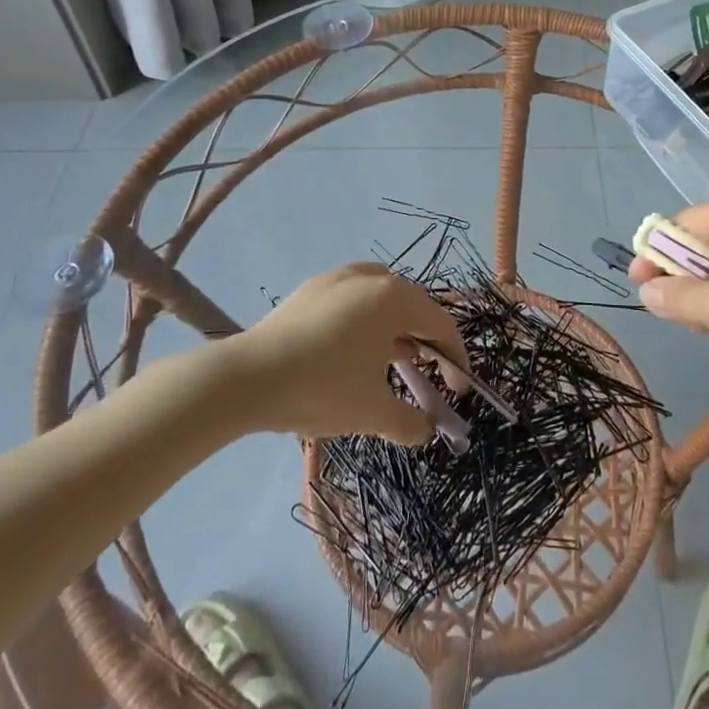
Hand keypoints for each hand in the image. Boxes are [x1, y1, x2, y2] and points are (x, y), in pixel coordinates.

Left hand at [233, 263, 469, 443]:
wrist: (248, 378)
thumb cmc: (323, 388)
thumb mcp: (373, 413)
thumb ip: (410, 422)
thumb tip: (424, 430)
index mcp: (394, 298)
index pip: (441, 325)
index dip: (456, 359)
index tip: (460, 390)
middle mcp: (371, 277)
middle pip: (414, 307)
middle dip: (427, 343)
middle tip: (429, 376)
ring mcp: (338, 277)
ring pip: (383, 300)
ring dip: (397, 330)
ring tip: (393, 363)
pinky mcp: (312, 288)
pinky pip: (354, 300)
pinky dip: (367, 322)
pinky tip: (353, 351)